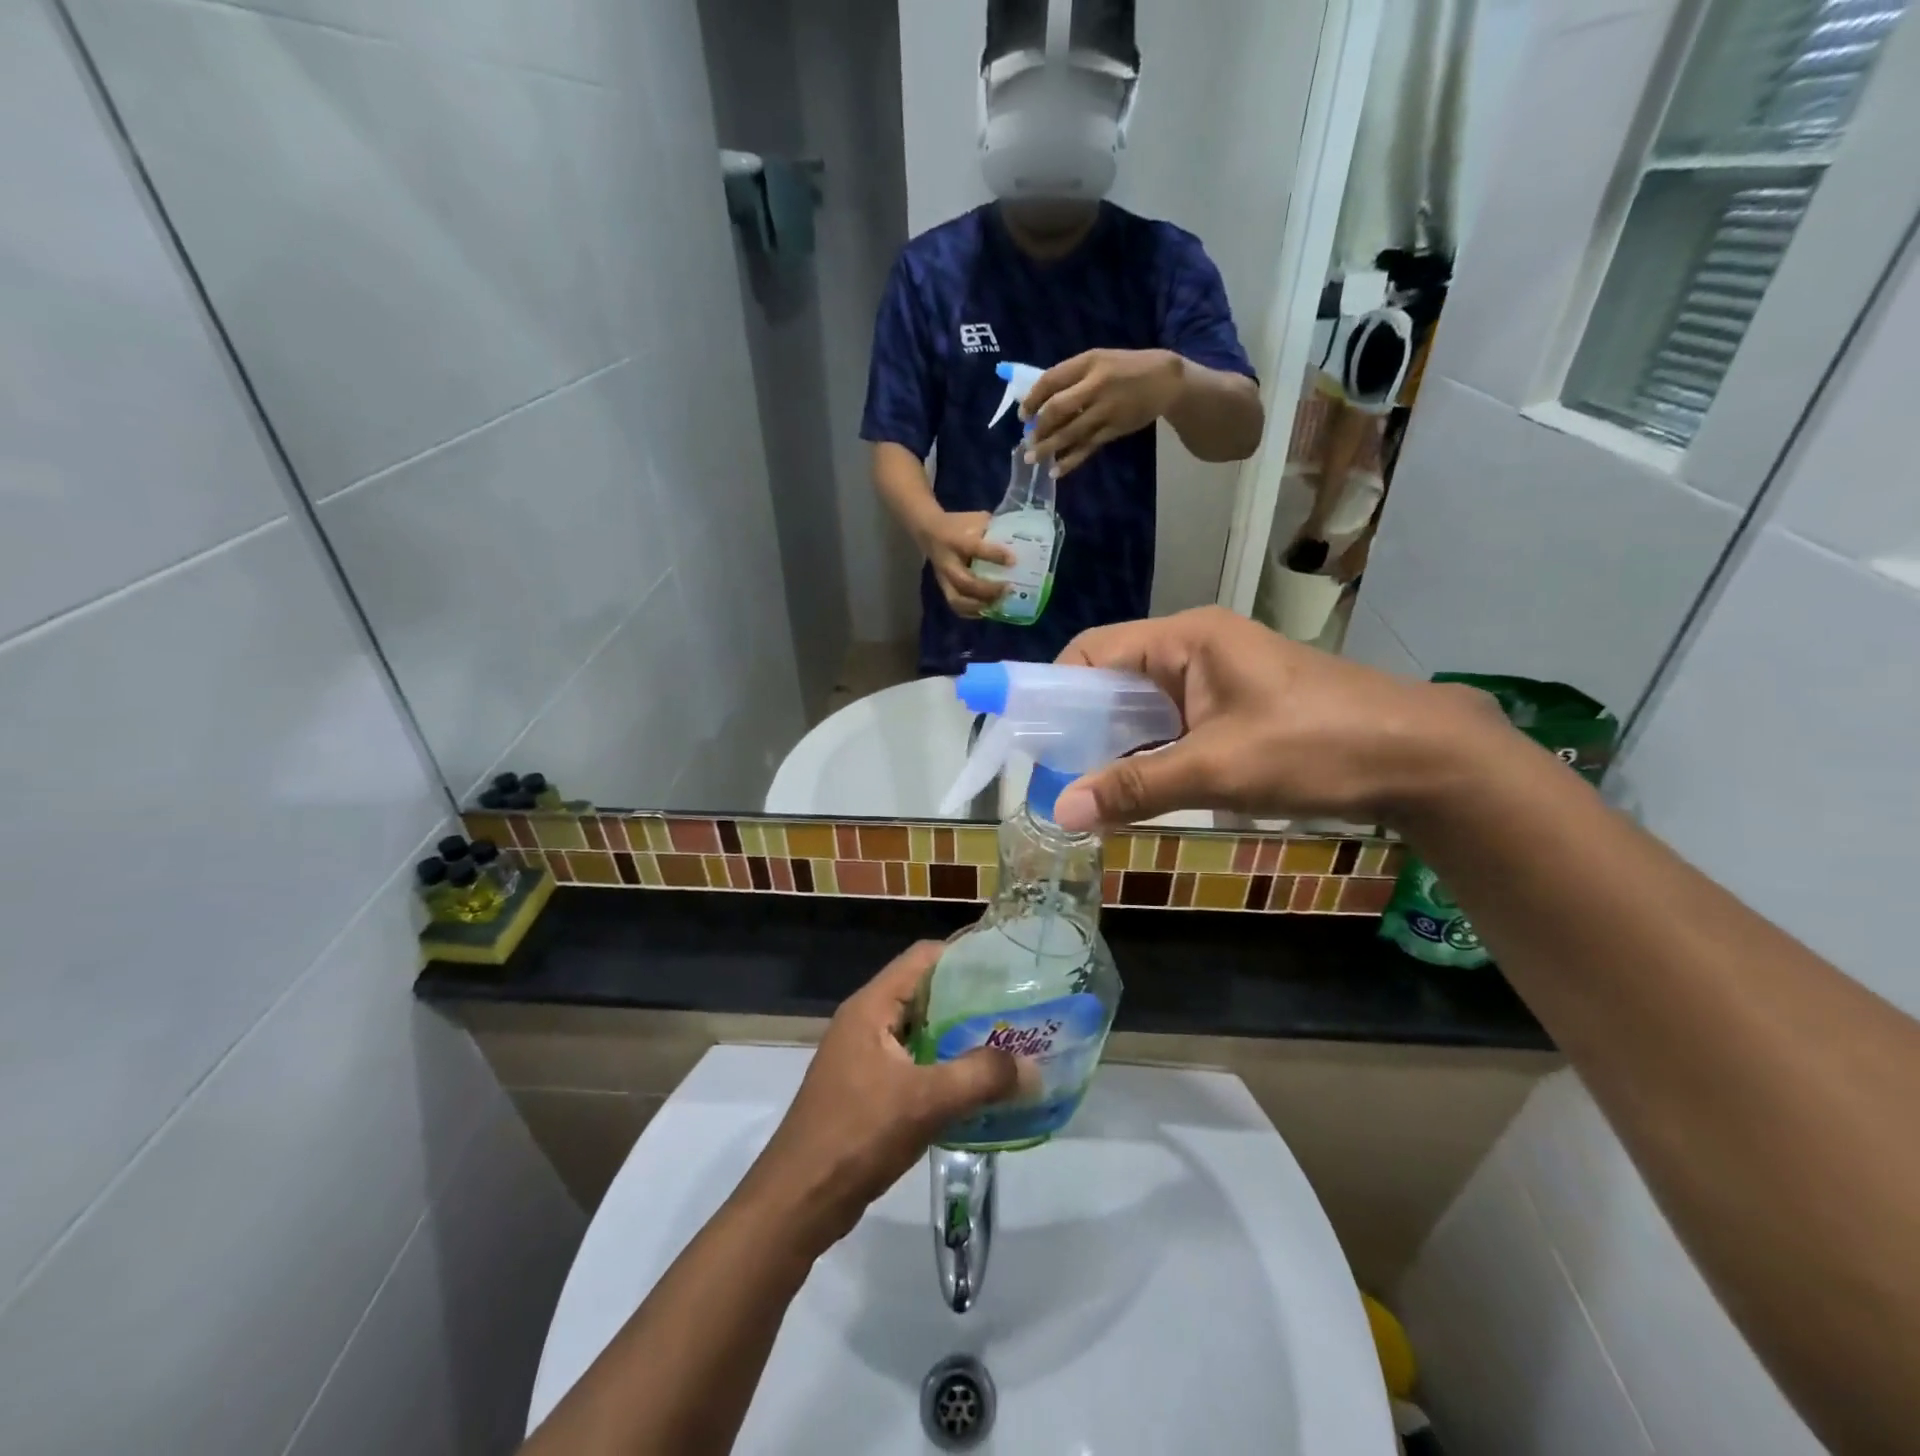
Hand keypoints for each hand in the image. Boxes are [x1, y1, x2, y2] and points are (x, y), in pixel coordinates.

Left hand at [735, 942, 1022, 1255]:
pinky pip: (913, 1063)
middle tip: (1017, 1010)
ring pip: (921, 1031)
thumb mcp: (925, 1102)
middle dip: (970, 999)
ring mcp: (864, 1057)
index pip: (923, 957)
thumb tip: (1031, 1067)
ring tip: (1007, 1045)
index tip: (1009, 966)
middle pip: (924, 992)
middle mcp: (866, 1021)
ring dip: (959, 1036)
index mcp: (871, 1007)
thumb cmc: (857, 1135)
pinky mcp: (867, 1089)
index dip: (965, 955)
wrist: (797, 1203)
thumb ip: (981, 1078)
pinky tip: (976, 1087)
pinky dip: (944, 1067)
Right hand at [916, 510, 1013, 616]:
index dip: (995, 555)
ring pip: (957, 599)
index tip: (1013, 561)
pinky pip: (956, 606)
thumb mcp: (975, 519)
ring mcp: (944, 578)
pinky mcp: (943, 587)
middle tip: (1008, 588)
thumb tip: (1018, 541)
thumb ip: (994, 529)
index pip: (975, 548)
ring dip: (979, 605)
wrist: (928, 531)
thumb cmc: (957, 524)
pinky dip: (972, 612)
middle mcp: (948, 562)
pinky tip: (987, 610)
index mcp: (955, 540)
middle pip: (965, 582)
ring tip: (998, 603)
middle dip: (988, 589)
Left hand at [1024, 348, 1185, 476]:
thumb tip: (1042, 400)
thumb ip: (1073, 376)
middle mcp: (1095, 385)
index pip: (1050, 380)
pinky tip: (1056, 471)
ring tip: (1032, 459)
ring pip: (1070, 432)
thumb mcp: (1100, 361)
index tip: (1023, 415)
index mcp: (1088, 362)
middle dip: (1039, 427)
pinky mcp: (1114, 429)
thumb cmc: (1127, 368)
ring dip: (1048, 448)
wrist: (1166, 380)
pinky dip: (1070, 460)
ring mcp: (1105, 409)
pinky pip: (1087, 447)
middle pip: (1057, 409)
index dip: (1032, 399)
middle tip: (1027, 439)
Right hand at [1051, 606, 1504, 832]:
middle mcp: (1194, 647)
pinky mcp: (1233, 704)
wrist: (1421, 756)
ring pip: (1141, 705)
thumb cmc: (1316, 746)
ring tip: (1086, 788)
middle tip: (1054, 775)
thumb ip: (1134, 786)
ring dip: (1113, 744)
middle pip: (1111, 678)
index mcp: (1185, 639)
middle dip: (1079, 725)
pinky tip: (1136, 787)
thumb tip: (1059, 810)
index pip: (1092, 652)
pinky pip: (1170, 723)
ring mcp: (1216, 676)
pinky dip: (1147, 752)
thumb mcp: (1217, 769)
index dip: (1053, 690)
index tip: (1029, 740)